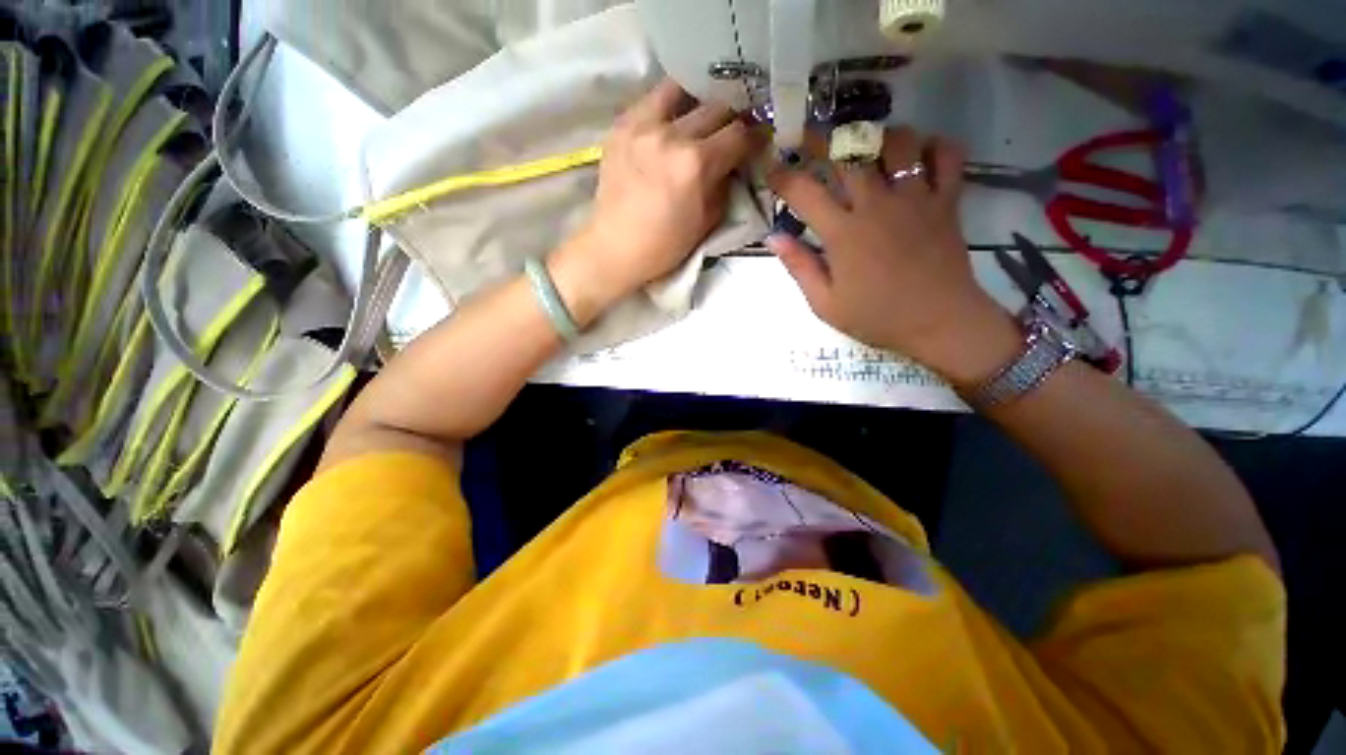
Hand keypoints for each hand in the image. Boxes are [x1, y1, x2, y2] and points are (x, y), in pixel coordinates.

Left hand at [552, 79, 758, 315]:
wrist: (615, 248)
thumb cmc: (664, 245)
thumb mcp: (707, 222)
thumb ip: (725, 186)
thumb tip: (734, 163)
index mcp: (696, 164)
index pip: (739, 134)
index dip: (755, 136)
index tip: (758, 141)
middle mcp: (671, 135)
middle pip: (716, 107)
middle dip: (732, 119)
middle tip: (733, 131)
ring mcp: (642, 125)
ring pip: (682, 90)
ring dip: (699, 102)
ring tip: (701, 118)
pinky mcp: (621, 125)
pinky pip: (652, 100)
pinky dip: (669, 106)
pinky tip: (672, 121)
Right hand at [766, 127, 1019, 383]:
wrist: (940, 323)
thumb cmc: (877, 317)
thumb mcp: (825, 304)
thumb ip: (800, 267)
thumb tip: (774, 238)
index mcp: (843, 233)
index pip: (804, 192)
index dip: (783, 177)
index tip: (771, 169)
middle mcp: (877, 205)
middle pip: (847, 153)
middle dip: (821, 138)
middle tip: (807, 138)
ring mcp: (915, 198)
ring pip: (897, 142)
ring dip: (877, 138)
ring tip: (864, 148)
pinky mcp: (946, 200)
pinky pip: (946, 155)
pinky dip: (932, 146)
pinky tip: (917, 155)